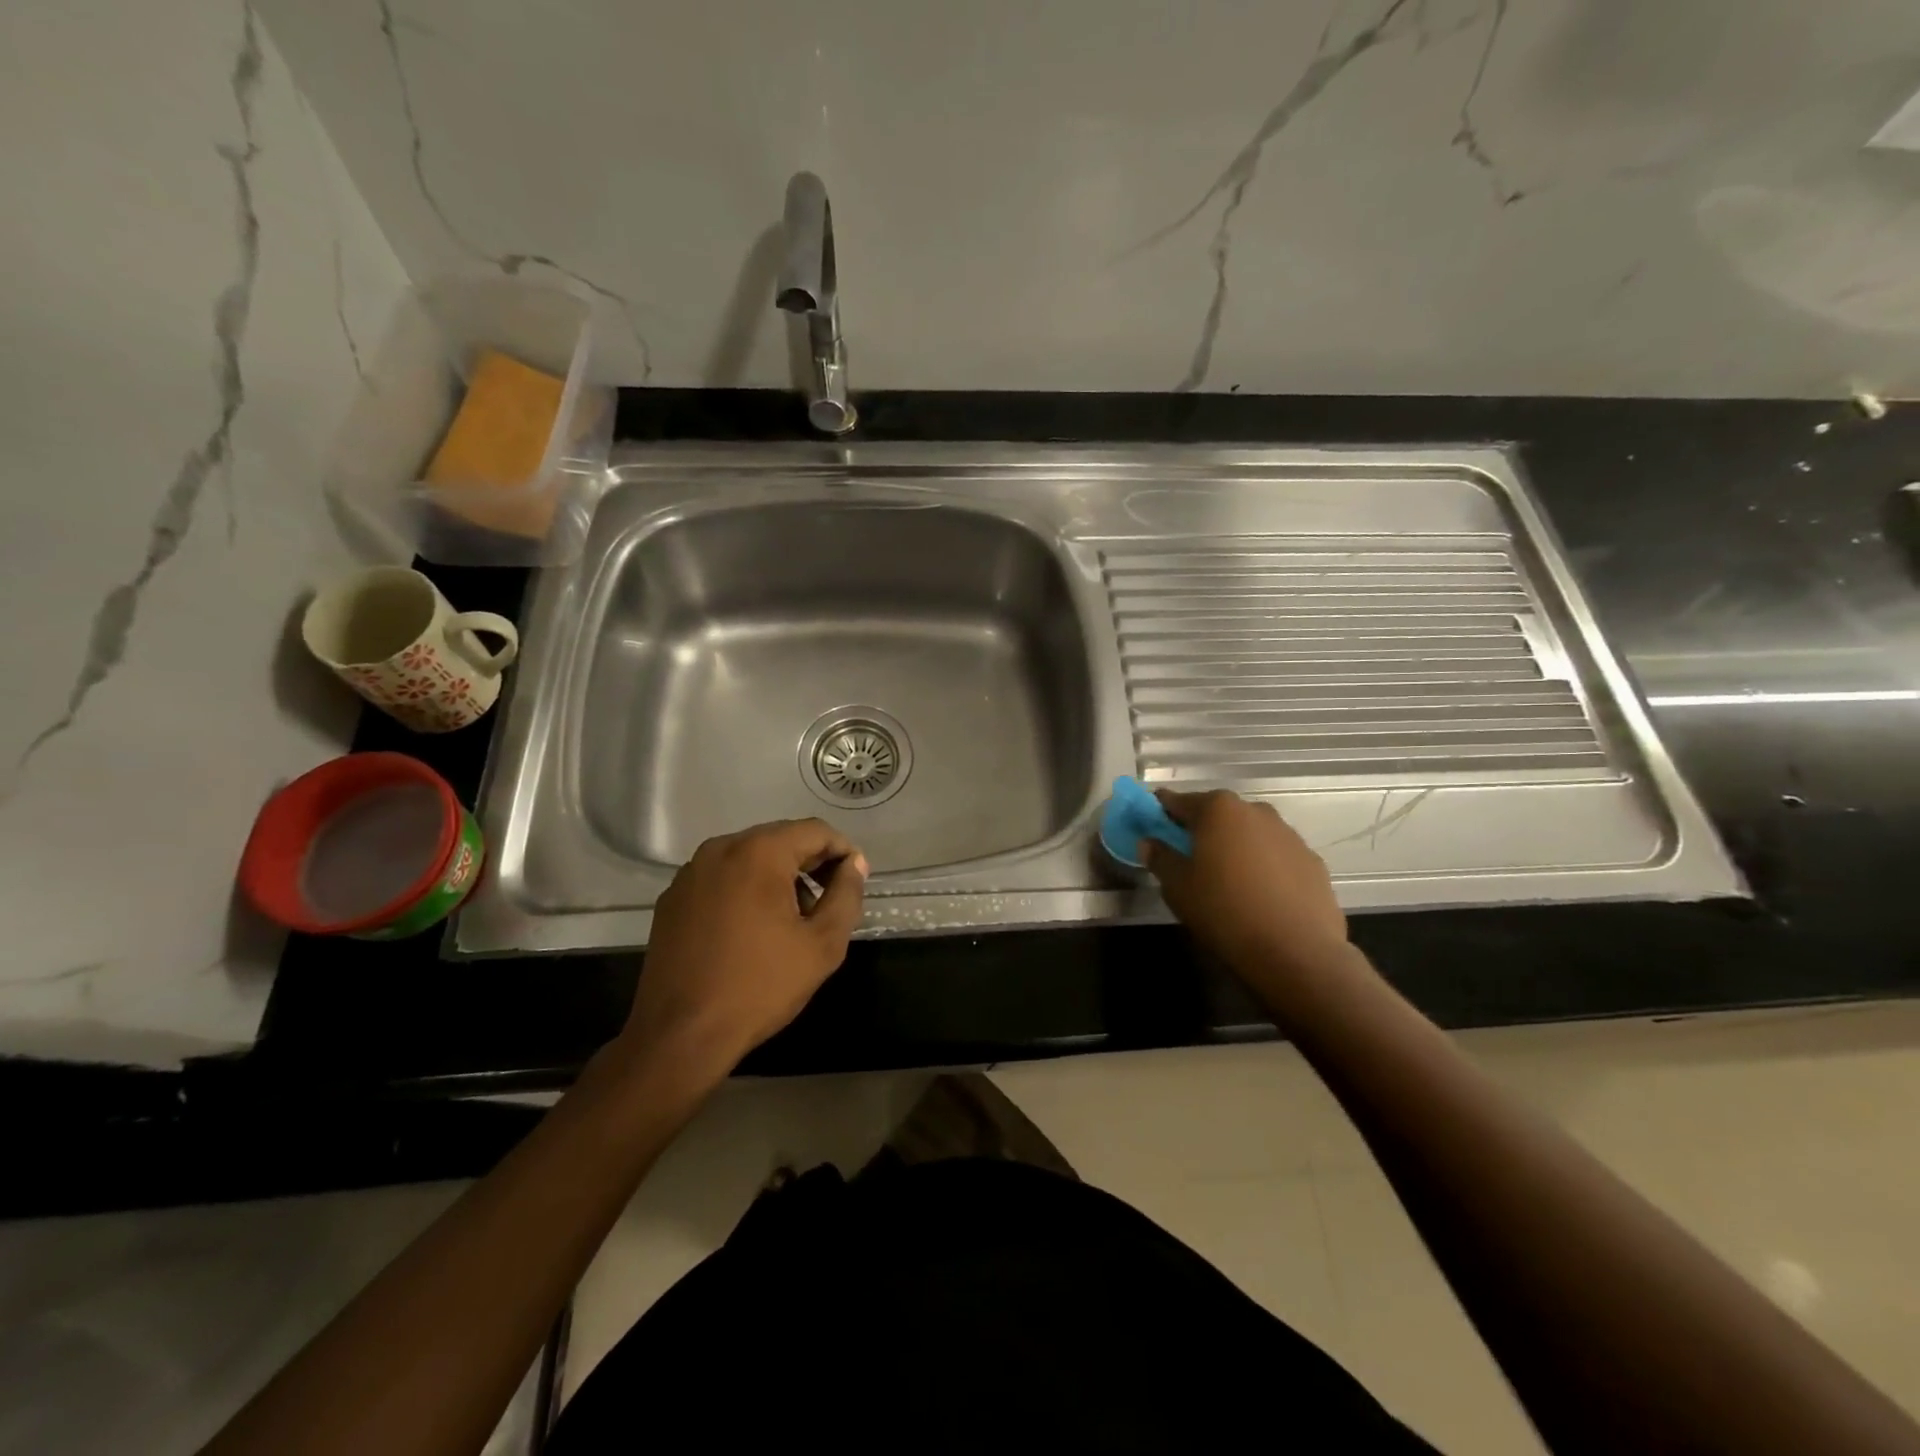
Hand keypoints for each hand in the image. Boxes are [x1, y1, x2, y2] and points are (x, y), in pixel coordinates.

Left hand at [622, 819, 867, 1071]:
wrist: (680, 1036)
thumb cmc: (760, 986)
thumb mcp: (822, 944)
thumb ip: (846, 895)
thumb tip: (855, 864)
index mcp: (759, 852)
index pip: (815, 831)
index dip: (842, 852)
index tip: (853, 883)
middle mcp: (720, 849)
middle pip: (780, 839)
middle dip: (810, 864)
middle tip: (827, 904)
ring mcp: (690, 873)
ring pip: (749, 857)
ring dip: (778, 877)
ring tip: (791, 921)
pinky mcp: (672, 898)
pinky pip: (721, 878)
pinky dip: (744, 890)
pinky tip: (751, 931)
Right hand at [1143, 790, 1347, 976]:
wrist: (1296, 952)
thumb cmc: (1224, 911)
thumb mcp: (1177, 887)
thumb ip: (1160, 857)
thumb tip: (1149, 842)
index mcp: (1218, 810)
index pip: (1179, 801)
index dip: (1162, 812)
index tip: (1152, 826)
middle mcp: (1255, 811)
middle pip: (1218, 813)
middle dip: (1202, 830)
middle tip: (1189, 858)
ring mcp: (1289, 835)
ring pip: (1250, 833)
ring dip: (1235, 847)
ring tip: (1227, 880)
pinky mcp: (1312, 861)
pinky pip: (1276, 855)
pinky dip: (1263, 866)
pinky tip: (1259, 895)